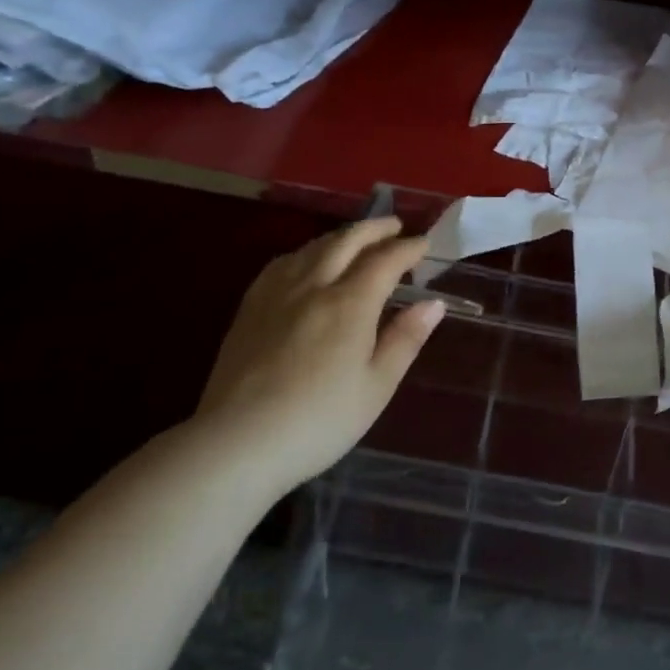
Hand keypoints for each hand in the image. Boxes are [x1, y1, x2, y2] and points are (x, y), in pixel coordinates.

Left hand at [195, 217, 444, 489]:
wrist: (237, 443)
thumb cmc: (319, 421)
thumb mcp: (376, 387)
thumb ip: (405, 339)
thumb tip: (433, 303)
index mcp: (350, 303)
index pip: (385, 260)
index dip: (408, 248)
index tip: (424, 243)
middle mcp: (314, 286)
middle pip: (347, 241)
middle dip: (375, 228)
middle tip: (394, 226)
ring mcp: (277, 293)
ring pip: (313, 247)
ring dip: (341, 236)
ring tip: (356, 239)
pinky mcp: (250, 307)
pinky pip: (283, 262)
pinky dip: (306, 252)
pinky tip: (306, 262)